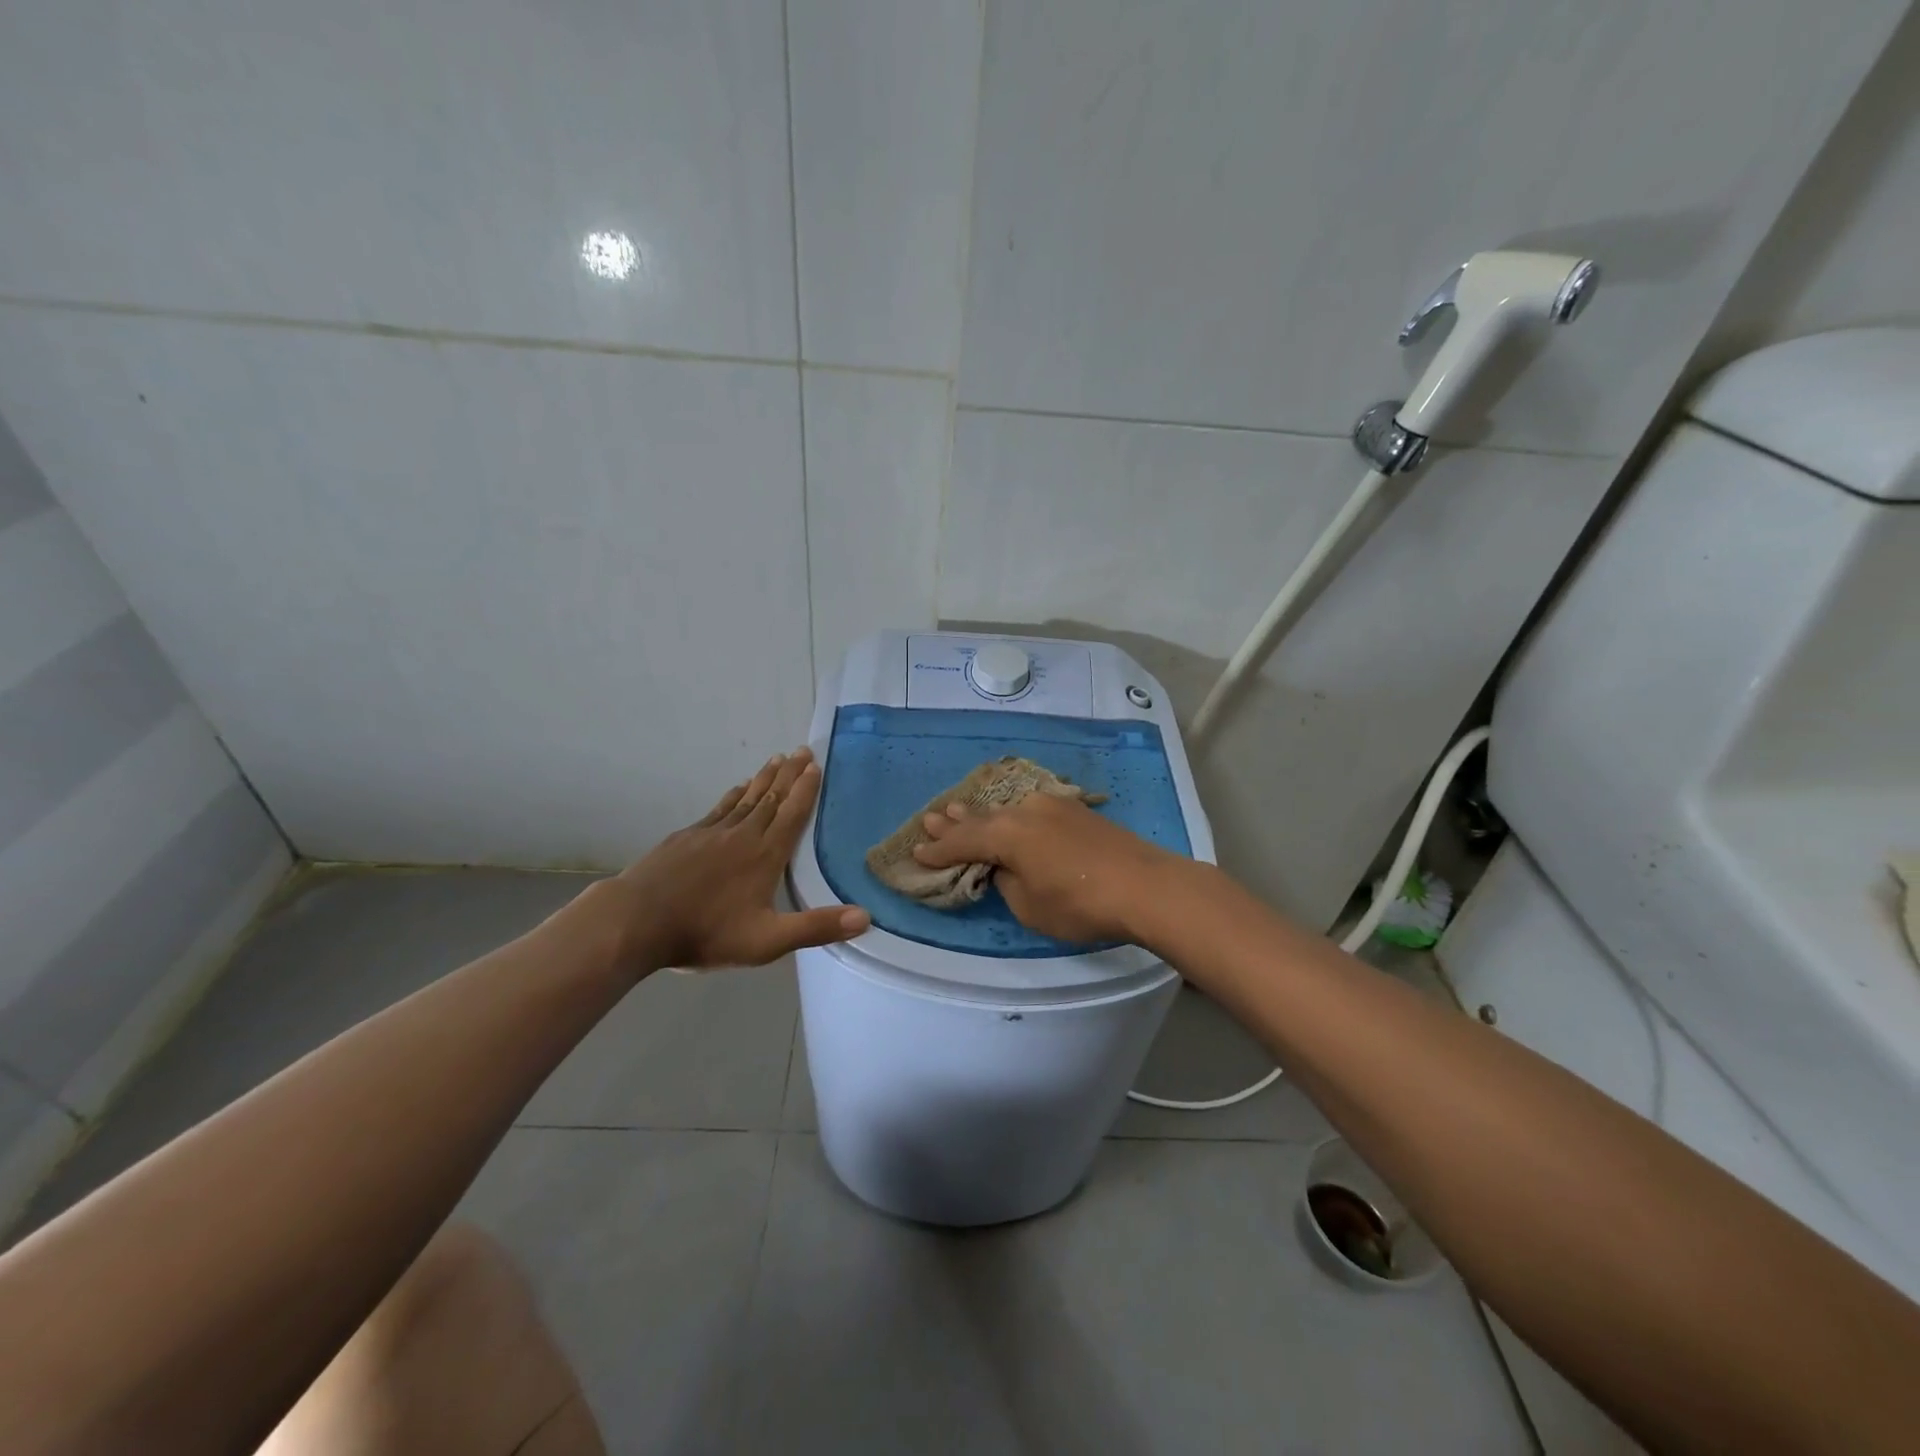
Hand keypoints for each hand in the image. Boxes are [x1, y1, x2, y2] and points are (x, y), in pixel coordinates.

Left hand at [600, 747, 869, 976]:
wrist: (637, 921)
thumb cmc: (706, 932)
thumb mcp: (767, 940)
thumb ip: (816, 927)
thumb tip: (866, 917)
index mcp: (765, 855)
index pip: (792, 815)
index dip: (806, 790)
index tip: (816, 766)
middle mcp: (743, 835)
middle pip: (772, 798)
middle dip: (789, 774)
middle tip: (802, 750)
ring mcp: (712, 833)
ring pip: (746, 798)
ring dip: (765, 778)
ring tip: (777, 759)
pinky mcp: (687, 837)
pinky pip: (720, 807)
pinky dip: (734, 794)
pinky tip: (738, 789)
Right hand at [911, 792, 1182, 944]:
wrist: (1144, 885)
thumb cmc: (1080, 903)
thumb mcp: (1030, 906)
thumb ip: (1008, 882)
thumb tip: (1006, 868)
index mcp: (1006, 834)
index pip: (963, 842)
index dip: (939, 850)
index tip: (918, 852)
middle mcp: (1024, 811)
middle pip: (981, 818)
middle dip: (954, 822)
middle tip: (930, 818)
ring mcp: (1052, 806)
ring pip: (1006, 810)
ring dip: (982, 814)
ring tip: (959, 809)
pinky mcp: (1075, 810)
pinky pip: (1030, 810)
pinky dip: (1011, 815)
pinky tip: (1009, 813)